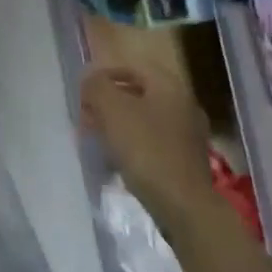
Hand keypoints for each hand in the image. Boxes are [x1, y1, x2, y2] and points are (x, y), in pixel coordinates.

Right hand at [80, 64, 214, 223]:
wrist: (183, 205)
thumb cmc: (145, 148)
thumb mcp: (111, 109)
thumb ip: (96, 86)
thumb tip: (91, 81)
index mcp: (169, 86)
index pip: (132, 67)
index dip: (103, 76)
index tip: (83, 94)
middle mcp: (184, 104)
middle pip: (138, 93)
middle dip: (108, 102)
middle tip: (87, 118)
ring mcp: (188, 134)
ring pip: (144, 118)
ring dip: (118, 124)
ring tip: (97, 139)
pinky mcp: (186, 160)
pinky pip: (153, 141)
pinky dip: (133, 143)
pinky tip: (118, 159)